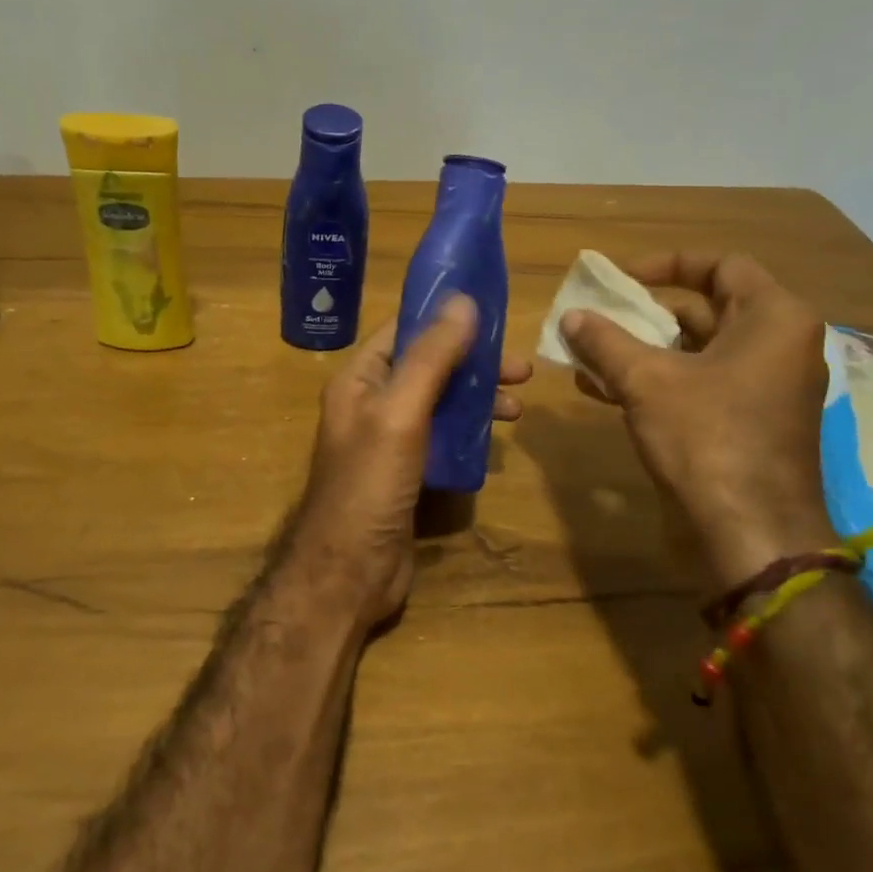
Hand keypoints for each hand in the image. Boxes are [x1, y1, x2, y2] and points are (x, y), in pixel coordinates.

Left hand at [287, 297, 531, 628]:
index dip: (443, 318)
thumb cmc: (370, 484)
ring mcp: (389, 440)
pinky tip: (497, 440)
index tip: (491, 314)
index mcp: (359, 380)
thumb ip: (431, 357)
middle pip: (428, 367)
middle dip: (473, 363)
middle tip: (522, 370)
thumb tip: (463, 300)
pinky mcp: (407, 473)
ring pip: (439, 403)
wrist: (350, 571)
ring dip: (477, 398)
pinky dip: (470, 432)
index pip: (403, 331)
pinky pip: (442, 438)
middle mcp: (372, 403)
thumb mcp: (400, 411)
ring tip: (517, 408)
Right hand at [561, 252, 833, 594]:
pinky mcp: (748, 421)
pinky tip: (603, 390)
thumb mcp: (646, 381)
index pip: (722, 266)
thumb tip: (571, 316)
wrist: (750, 532)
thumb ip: (605, 341)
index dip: (667, 264)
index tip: (622, 278)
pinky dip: (657, 380)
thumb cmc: (707, 438)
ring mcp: (765, 386)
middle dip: (645, 313)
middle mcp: (778, 345)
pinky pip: (699, 383)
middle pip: (706, 309)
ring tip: (588, 354)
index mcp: (773, 319)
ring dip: (642, 349)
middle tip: (599, 317)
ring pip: (697, 351)